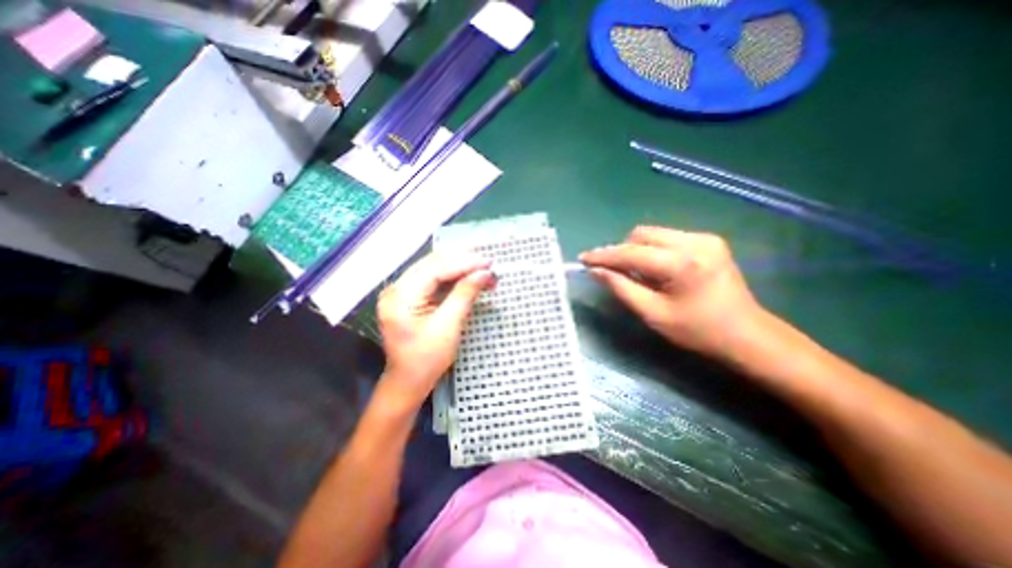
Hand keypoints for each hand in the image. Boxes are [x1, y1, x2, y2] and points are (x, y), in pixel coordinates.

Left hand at [374, 254, 494, 407]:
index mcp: (401, 297)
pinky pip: (432, 280)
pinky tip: (468, 279)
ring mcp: (401, 292)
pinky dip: (452, 279)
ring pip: (434, 269)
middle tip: (488, 266)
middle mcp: (396, 288)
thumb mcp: (449, 326)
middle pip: (433, 265)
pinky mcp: (408, 297)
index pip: (435, 269)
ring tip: (483, 272)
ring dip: (459, 269)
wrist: (409, 381)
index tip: (488, 262)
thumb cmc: (427, 359)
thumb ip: (465, 295)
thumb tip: (485, 273)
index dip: (464, 263)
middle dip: (463, 263)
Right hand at [580, 223, 763, 354]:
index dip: (604, 255)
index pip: (631, 252)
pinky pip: (668, 238)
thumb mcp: (653, 314)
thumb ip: (621, 288)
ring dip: (637, 250)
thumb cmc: (697, 331)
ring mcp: (704, 238)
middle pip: (641, 235)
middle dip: (622, 251)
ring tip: (639, 275)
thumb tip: (596, 271)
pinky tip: (658, 270)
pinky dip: (653, 251)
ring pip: (653, 234)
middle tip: (617, 273)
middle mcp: (694, 242)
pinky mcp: (709, 240)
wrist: (747, 335)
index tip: (583, 258)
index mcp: (681, 264)